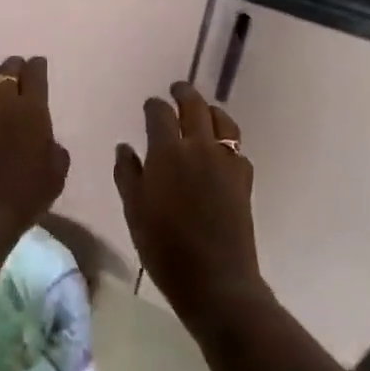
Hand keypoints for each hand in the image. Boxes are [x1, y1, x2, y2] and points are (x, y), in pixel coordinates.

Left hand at [0, 56, 69, 236]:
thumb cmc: (24, 193)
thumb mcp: (56, 174)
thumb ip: (55, 150)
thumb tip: (49, 143)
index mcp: (31, 107)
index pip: (35, 73)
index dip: (38, 67)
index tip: (39, 66)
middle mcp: (1, 99)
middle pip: (7, 69)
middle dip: (15, 67)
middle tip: (19, 73)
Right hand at [114, 82, 267, 328]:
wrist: (216, 281)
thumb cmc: (165, 248)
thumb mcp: (134, 212)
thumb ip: (127, 174)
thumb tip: (125, 147)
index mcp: (168, 152)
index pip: (160, 113)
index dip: (154, 105)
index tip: (150, 105)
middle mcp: (199, 147)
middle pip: (194, 105)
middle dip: (184, 93)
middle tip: (177, 89)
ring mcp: (226, 161)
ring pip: (222, 120)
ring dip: (211, 110)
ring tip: (204, 111)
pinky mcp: (244, 179)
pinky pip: (237, 148)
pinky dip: (228, 141)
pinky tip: (221, 151)